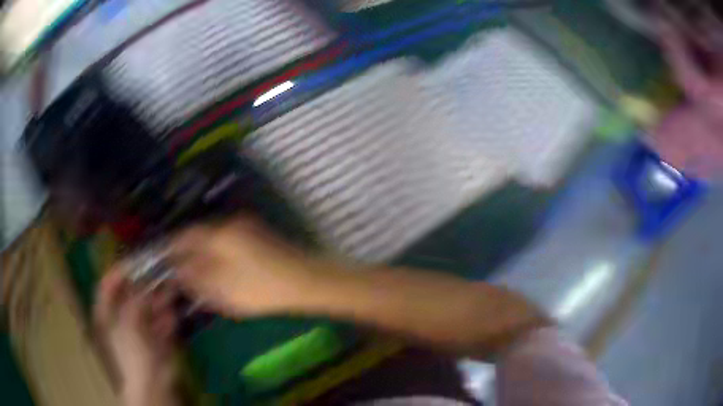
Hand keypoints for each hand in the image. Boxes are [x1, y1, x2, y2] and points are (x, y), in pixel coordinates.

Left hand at [94, 268, 177, 405]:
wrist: (152, 385)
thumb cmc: (132, 352)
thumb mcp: (130, 320)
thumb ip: (137, 298)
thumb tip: (146, 281)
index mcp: (108, 313)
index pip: (108, 284)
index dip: (119, 271)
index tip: (135, 261)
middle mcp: (122, 317)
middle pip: (130, 294)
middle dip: (144, 284)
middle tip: (158, 272)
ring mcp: (140, 329)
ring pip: (148, 308)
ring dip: (158, 299)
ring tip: (169, 289)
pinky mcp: (156, 340)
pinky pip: (160, 323)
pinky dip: (166, 318)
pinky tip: (171, 314)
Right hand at [167, 216, 317, 318]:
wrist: (307, 281)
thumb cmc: (262, 288)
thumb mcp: (224, 290)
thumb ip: (197, 279)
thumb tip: (177, 271)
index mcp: (219, 234)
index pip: (185, 235)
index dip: (171, 246)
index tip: (163, 258)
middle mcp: (231, 223)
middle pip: (199, 234)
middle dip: (187, 250)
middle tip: (178, 268)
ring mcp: (247, 226)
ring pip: (214, 237)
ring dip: (203, 251)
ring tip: (196, 270)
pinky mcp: (258, 234)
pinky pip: (228, 240)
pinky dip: (219, 252)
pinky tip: (219, 268)